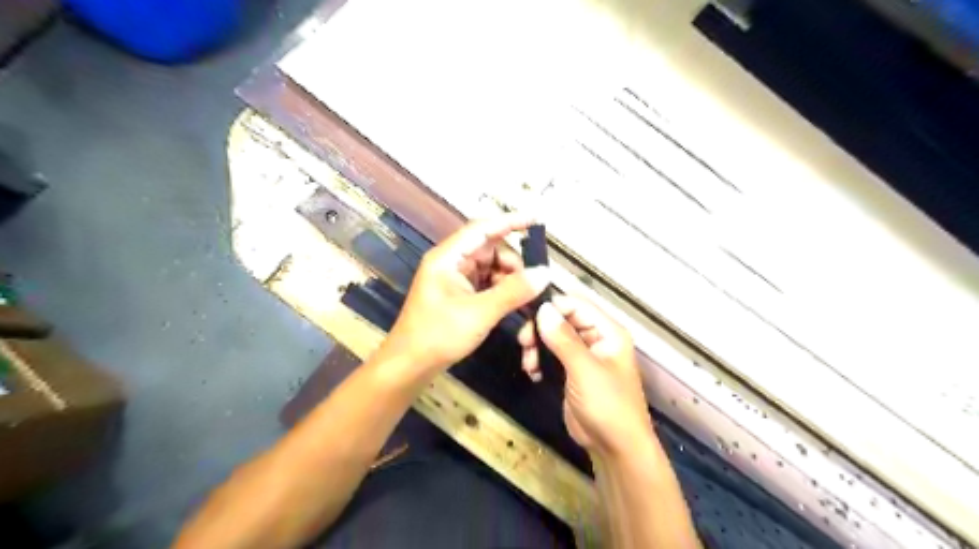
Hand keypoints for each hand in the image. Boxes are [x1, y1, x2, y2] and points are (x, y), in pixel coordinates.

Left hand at [378, 215, 548, 377]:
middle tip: (533, 284)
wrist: (410, 366)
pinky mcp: (460, 294)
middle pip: (490, 249)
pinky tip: (513, 304)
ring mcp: (455, 279)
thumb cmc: (438, 336)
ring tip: (524, 299)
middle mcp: (451, 263)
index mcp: (448, 258)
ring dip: (509, 280)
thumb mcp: (479, 313)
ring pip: (491, 268)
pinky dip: (501, 291)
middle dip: (513, 264)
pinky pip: (487, 283)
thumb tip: (545, 273)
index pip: (482, 228)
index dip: (510, 221)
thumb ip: (513, 291)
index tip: (537, 219)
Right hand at [519, 294, 647, 456]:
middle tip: (523, 343)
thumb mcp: (584, 369)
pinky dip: (540, 360)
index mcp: (608, 331)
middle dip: (541, 328)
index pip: (576, 304)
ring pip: (553, 336)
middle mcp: (596, 337)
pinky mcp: (572, 371)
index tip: (528, 318)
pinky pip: (551, 355)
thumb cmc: (607, 405)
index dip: (552, 307)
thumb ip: (563, 338)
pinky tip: (533, 373)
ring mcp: (583, 355)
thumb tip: (543, 309)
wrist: (615, 448)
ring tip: (529, 364)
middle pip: (562, 319)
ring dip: (537, 346)